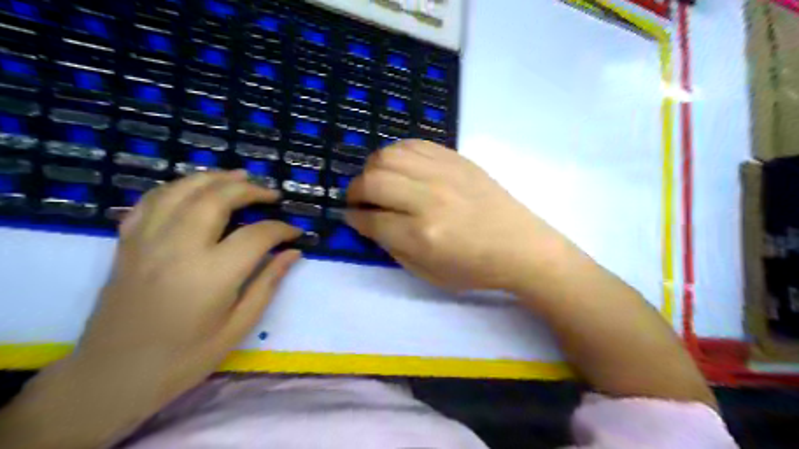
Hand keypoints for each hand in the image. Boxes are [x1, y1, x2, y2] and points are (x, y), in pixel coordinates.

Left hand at [81, 170, 299, 400]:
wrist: (112, 377)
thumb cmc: (184, 358)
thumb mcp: (238, 327)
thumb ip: (268, 283)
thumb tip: (293, 253)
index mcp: (212, 274)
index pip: (257, 235)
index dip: (282, 229)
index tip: (296, 233)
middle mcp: (178, 248)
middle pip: (217, 198)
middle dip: (250, 190)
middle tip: (271, 194)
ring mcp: (147, 241)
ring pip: (183, 190)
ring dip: (214, 178)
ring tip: (238, 176)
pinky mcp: (127, 243)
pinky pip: (152, 201)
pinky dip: (177, 187)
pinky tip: (193, 189)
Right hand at [344, 139, 567, 290]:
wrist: (521, 246)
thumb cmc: (475, 268)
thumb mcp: (427, 273)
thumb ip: (392, 247)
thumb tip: (369, 222)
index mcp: (422, 235)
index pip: (371, 219)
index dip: (353, 218)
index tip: (351, 217)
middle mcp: (429, 199)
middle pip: (373, 182)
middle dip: (355, 191)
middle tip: (357, 200)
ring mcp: (444, 173)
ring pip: (388, 156)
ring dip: (372, 168)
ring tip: (375, 181)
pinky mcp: (456, 159)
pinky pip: (413, 144)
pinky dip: (396, 153)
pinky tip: (398, 166)